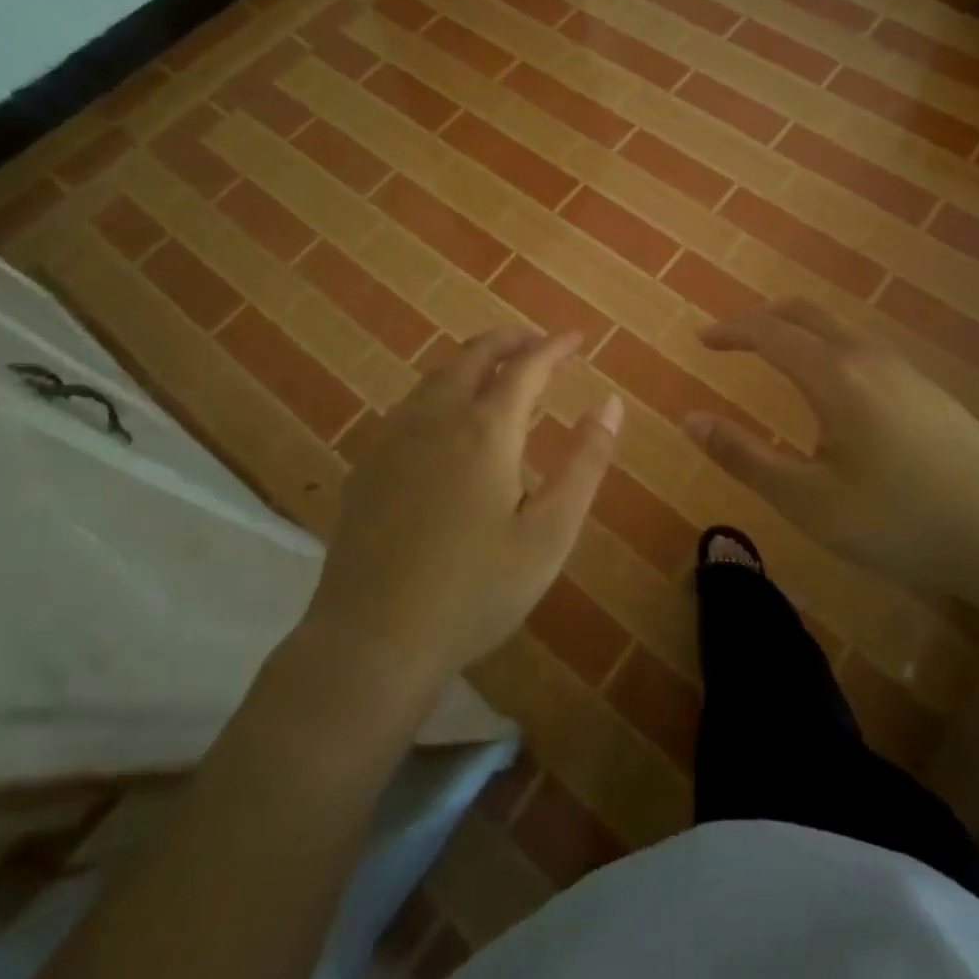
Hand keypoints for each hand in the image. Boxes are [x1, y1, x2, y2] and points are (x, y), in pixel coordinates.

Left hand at [302, 328, 621, 691]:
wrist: (373, 640)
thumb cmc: (475, 591)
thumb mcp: (549, 534)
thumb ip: (585, 463)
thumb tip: (610, 403)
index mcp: (486, 429)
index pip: (526, 366)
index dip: (555, 347)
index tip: (577, 338)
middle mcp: (437, 417)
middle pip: (475, 354)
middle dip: (511, 340)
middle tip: (539, 344)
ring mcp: (394, 437)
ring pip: (438, 375)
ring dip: (473, 361)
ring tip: (498, 373)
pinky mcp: (368, 463)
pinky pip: (411, 404)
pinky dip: (442, 390)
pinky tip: (447, 421)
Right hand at [684, 299, 978, 607]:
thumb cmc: (902, 522)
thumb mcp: (810, 501)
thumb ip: (745, 457)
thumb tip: (690, 420)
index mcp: (836, 377)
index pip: (770, 333)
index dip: (731, 331)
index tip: (701, 339)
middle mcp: (869, 358)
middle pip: (807, 314)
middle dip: (763, 318)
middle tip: (731, 338)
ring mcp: (906, 371)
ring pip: (839, 328)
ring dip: (798, 331)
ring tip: (774, 357)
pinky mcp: (929, 390)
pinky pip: (863, 348)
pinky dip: (827, 347)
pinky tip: (833, 390)